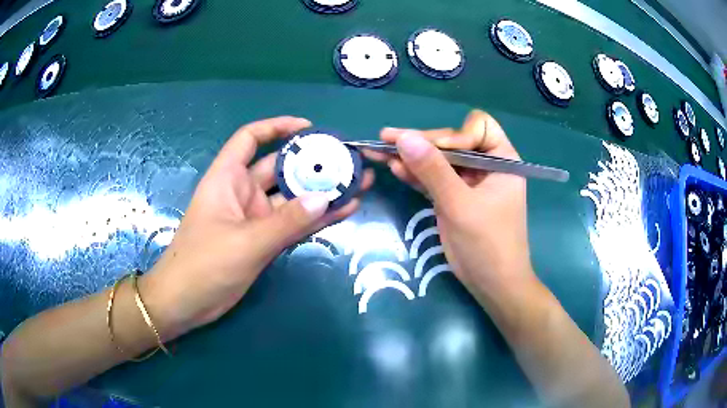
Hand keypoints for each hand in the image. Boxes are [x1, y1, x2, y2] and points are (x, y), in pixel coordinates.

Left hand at [140, 117, 373, 339]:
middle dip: (313, 162)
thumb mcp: (245, 242)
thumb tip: (326, 198)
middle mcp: (243, 193)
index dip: (277, 127)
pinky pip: (294, 224)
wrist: (187, 303)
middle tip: (349, 160)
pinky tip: (344, 211)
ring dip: (322, 192)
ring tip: (359, 183)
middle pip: (280, 168)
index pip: (250, 138)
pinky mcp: (264, 241)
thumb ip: (286, 222)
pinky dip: (316, 218)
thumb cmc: (203, 264)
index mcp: (228, 178)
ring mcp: (255, 218)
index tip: (309, 128)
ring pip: (293, 198)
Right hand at [370, 110, 534, 300]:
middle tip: (387, 139)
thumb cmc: (487, 244)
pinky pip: (433, 179)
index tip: (435, 151)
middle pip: (452, 141)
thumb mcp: (460, 205)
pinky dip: (415, 174)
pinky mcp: (454, 197)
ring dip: (412, 157)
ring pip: (439, 160)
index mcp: (502, 160)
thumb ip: (433, 170)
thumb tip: (404, 137)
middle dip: (422, 143)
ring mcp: (468, 182)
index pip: (478, 127)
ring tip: (380, 149)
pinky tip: (395, 168)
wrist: (492, 285)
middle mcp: (486, 166)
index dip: (455, 134)